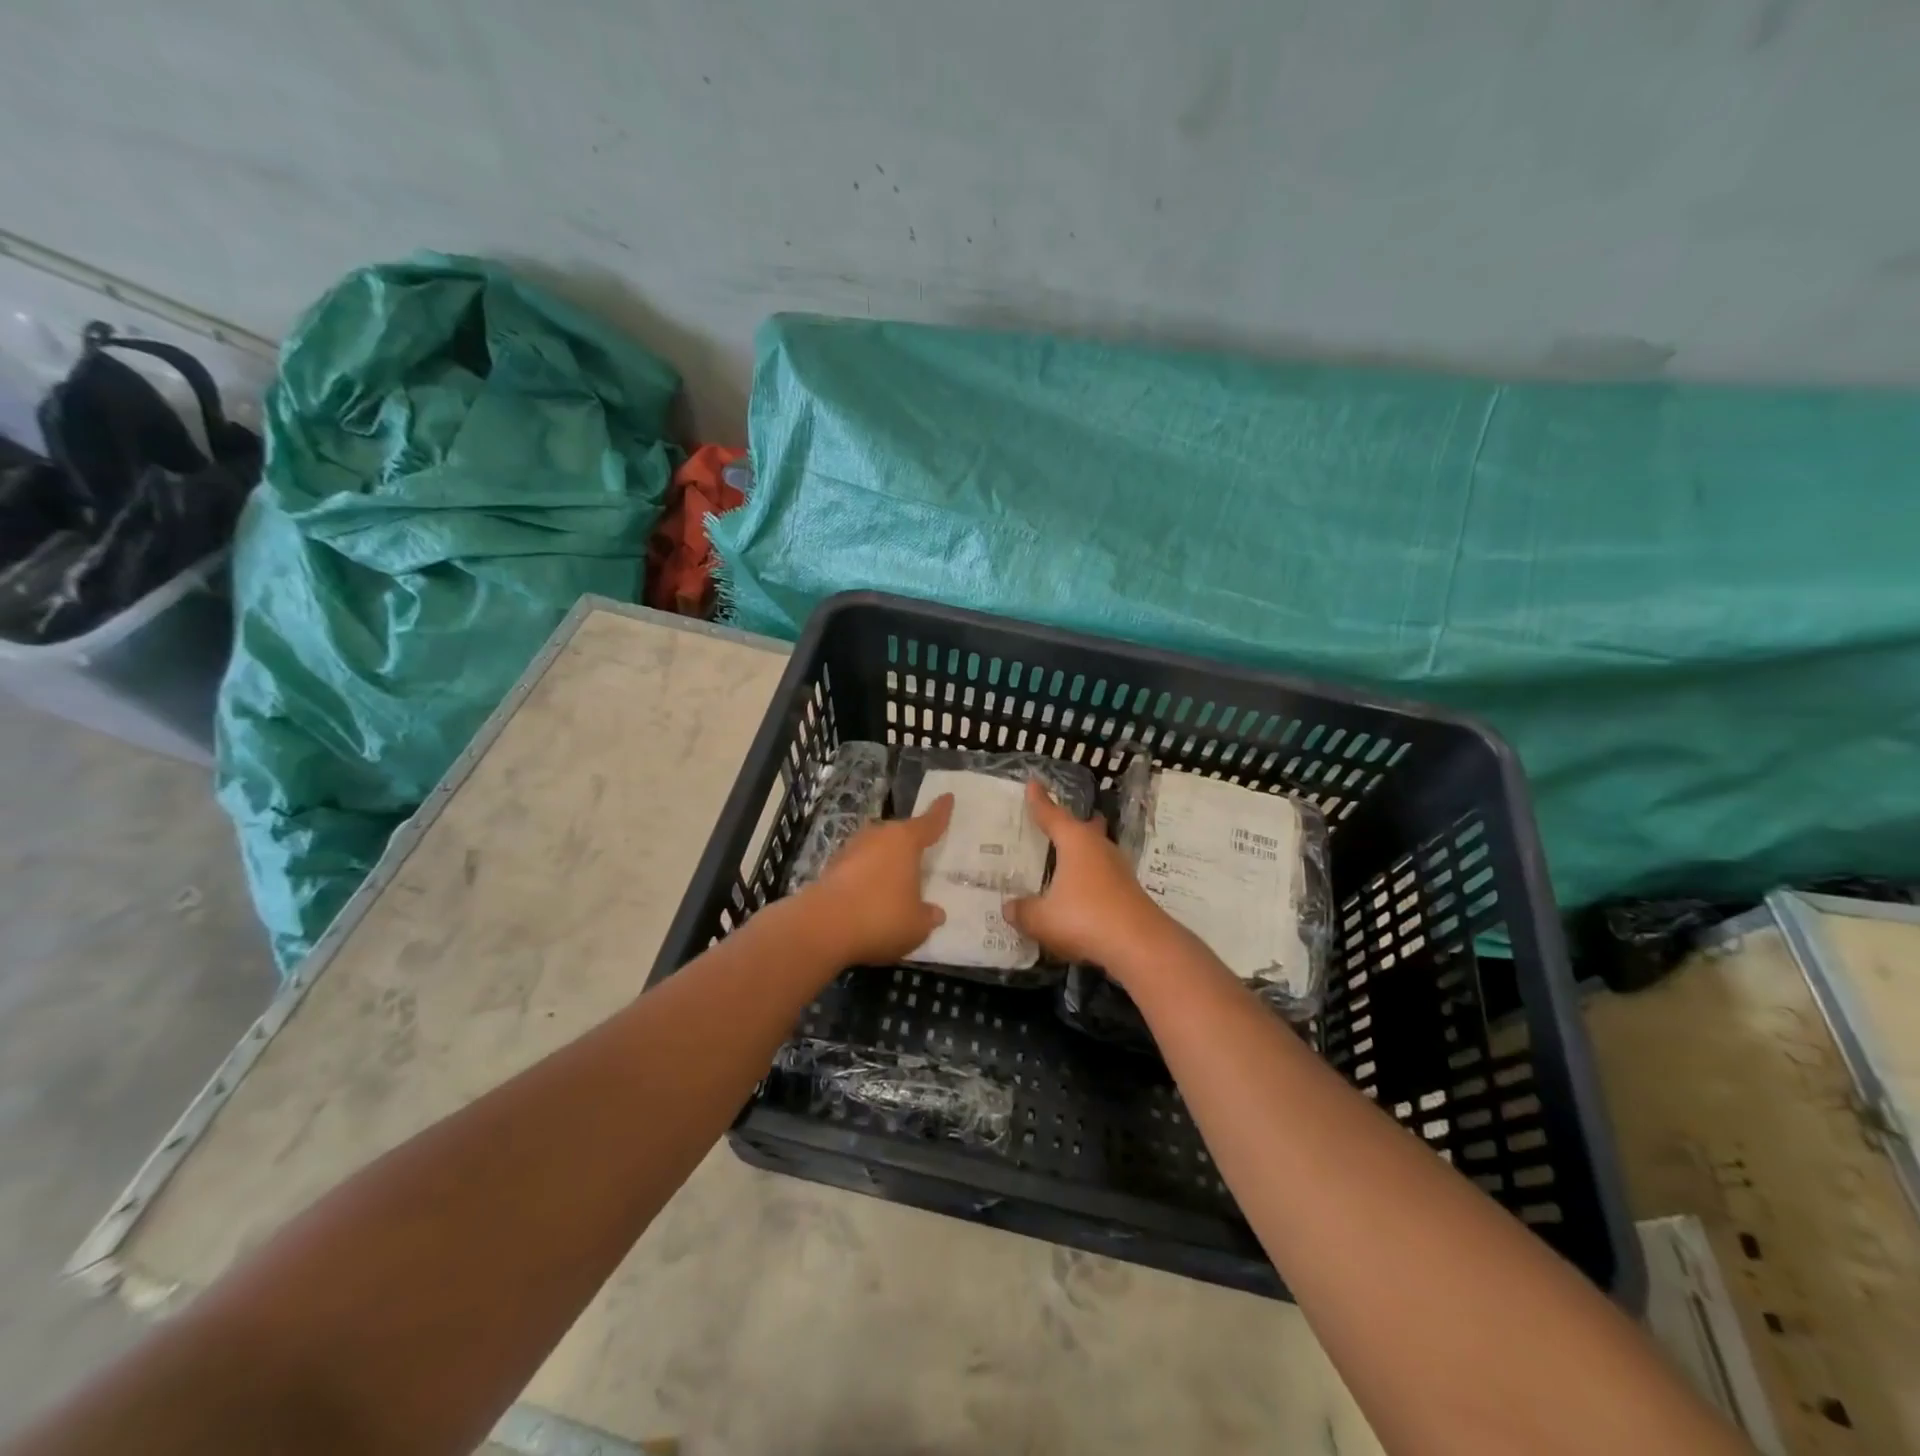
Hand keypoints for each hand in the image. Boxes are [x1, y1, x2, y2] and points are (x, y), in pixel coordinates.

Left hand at [804, 795, 953, 964]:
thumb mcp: (917, 925)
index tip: (947, 797)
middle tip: (921, 854)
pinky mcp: (830, 870)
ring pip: (875, 850)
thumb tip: (935, 913)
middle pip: (898, 834)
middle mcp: (877, 837)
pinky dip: (865, 879)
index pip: (929, 823)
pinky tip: (869, 898)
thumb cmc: (881, 917)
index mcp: (904, 841)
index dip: (940, 812)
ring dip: (884, 862)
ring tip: (894, 881)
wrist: (822, 928)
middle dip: (908, 843)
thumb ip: (927, 916)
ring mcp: (849, 851)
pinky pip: (857, 869)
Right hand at [1002, 779, 1169, 972]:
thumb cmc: (1084, 918)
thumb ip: (1023, 911)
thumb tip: (1009, 908)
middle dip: (1071, 823)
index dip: (1040, 801)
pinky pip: (1103, 874)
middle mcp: (1098, 848)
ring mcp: (1118, 869)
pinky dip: (1090, 876)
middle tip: (1058, 819)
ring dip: (1084, 850)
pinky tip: (1082, 890)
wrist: (1139, 945)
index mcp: (1075, 842)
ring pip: (1097, 850)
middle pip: (1084, 827)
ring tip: (1069, 854)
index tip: (1033, 783)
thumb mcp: (1041, 918)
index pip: (1052, 815)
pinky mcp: (1128, 891)